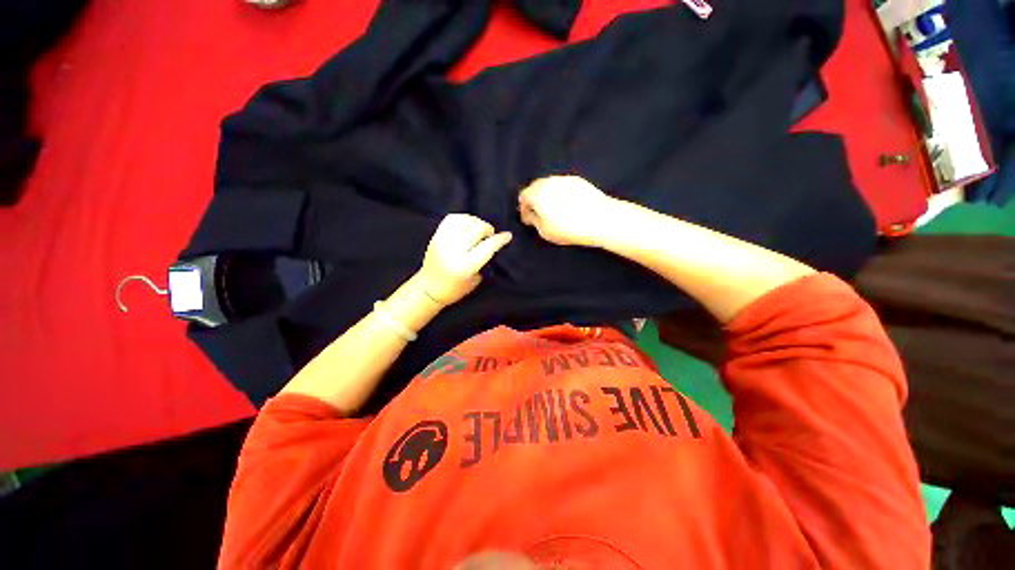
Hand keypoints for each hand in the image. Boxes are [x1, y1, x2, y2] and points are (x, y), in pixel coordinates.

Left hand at [417, 214, 511, 305]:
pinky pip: (451, 219)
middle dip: (488, 229)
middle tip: (489, 235)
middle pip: (477, 229)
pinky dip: (463, 218)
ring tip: (478, 229)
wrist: (429, 288)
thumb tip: (492, 242)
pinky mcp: (436, 236)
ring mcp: (443, 242)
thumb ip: (484, 259)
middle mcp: (454, 251)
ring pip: (465, 221)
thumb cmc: (456, 289)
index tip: (507, 235)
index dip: (500, 239)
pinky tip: (468, 224)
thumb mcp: (475, 279)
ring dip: (476, 222)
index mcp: (466, 266)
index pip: (488, 246)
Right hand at [518, 175, 618, 246]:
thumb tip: (529, 214)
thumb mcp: (545, 231)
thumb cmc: (569, 228)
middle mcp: (549, 181)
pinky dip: (561, 194)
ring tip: (554, 211)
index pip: (523, 196)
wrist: (600, 219)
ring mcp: (564, 179)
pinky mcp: (578, 180)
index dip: (523, 208)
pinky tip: (568, 206)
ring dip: (548, 196)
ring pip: (550, 185)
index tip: (528, 219)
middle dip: (535, 200)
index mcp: (537, 193)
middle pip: (536, 188)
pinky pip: (563, 185)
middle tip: (540, 214)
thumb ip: (533, 220)